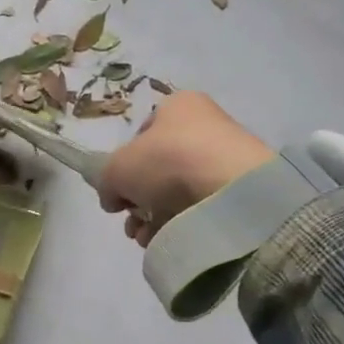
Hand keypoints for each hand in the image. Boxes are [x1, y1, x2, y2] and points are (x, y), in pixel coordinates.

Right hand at [99, 92, 273, 247]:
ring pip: (175, 192)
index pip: (142, 134)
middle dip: (138, 199)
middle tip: (131, 220)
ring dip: (153, 216)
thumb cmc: (168, 162)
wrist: (229, 191)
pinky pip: (198, 207)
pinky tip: (166, 238)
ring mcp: (224, 158)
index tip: (119, 189)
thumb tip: (113, 198)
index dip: (124, 164)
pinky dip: (178, 223)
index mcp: (178, 105)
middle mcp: (204, 125)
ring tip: (145, 235)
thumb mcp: (117, 168)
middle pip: (157, 168)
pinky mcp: (237, 190)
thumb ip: (106, 182)